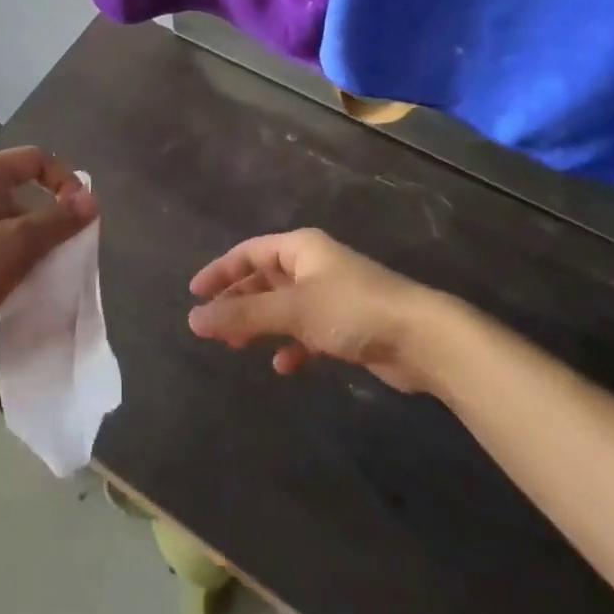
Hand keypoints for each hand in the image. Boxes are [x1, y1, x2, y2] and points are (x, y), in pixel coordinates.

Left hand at [0, 147, 96, 369]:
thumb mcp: (17, 243)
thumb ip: (58, 221)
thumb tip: (92, 199)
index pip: (37, 159)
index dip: (65, 180)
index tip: (80, 216)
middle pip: (26, 194)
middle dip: (52, 221)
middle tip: (68, 252)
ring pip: (12, 228)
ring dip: (34, 249)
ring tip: (47, 277)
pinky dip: (13, 267)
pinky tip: (22, 293)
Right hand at [187, 229, 432, 391]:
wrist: (421, 338)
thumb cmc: (352, 310)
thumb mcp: (292, 310)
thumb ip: (243, 315)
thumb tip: (193, 319)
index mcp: (300, 248)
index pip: (249, 252)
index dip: (220, 271)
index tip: (194, 294)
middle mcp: (313, 266)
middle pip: (265, 279)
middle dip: (239, 302)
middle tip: (213, 327)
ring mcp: (330, 295)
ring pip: (283, 307)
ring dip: (261, 325)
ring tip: (237, 347)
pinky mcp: (346, 325)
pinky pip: (307, 331)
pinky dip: (292, 345)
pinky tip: (284, 365)